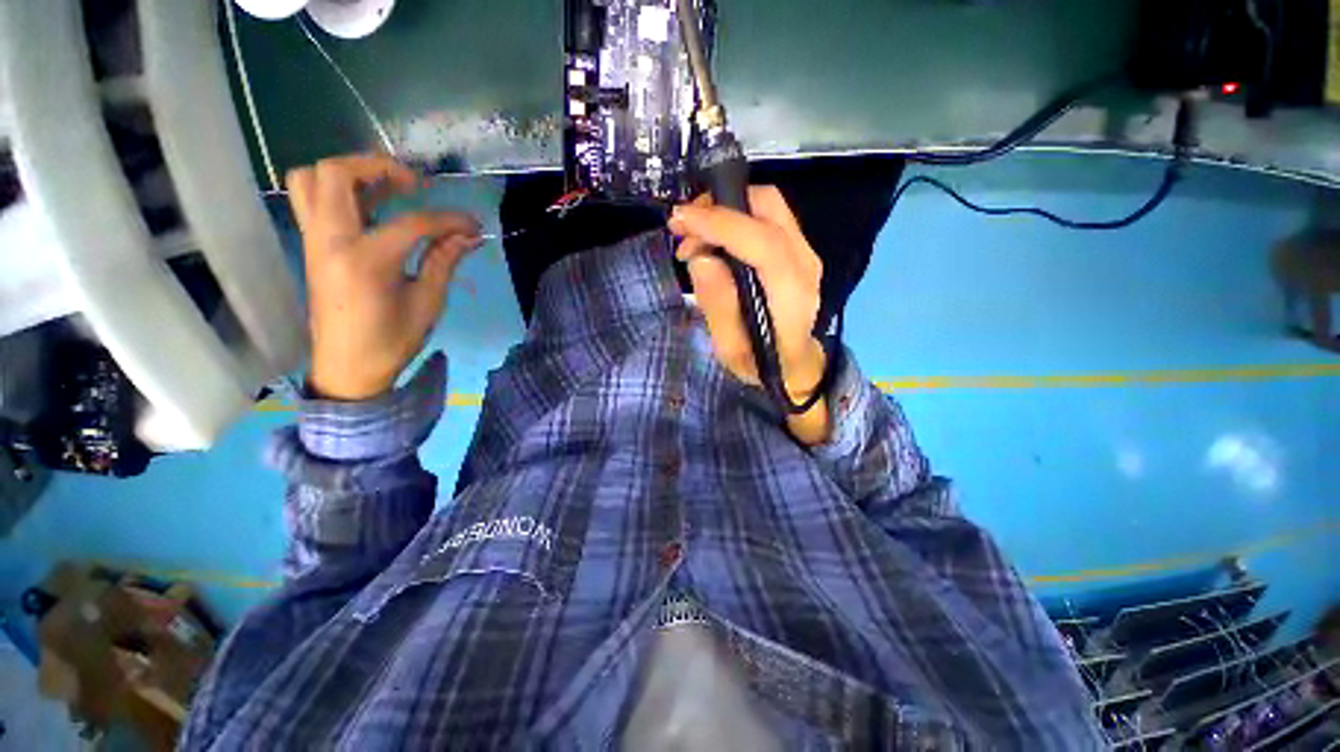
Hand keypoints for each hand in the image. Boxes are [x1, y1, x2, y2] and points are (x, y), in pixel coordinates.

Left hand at [287, 154, 481, 400]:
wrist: (347, 367)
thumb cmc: (391, 340)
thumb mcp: (427, 303)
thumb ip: (444, 261)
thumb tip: (469, 236)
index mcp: (365, 261)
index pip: (413, 222)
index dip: (449, 220)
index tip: (473, 225)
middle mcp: (330, 240)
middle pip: (337, 174)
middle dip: (379, 167)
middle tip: (415, 185)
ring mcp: (315, 240)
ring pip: (311, 179)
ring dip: (350, 172)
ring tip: (388, 189)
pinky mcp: (313, 246)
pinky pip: (312, 199)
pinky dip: (339, 190)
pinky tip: (371, 206)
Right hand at [668, 187, 830, 442]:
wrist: (796, 365)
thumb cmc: (762, 364)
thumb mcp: (731, 350)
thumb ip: (718, 306)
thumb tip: (701, 258)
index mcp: (791, 293)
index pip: (763, 241)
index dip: (720, 223)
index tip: (680, 220)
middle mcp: (805, 263)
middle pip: (768, 206)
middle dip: (719, 206)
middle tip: (682, 228)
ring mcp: (805, 252)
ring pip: (767, 205)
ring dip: (724, 210)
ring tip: (692, 240)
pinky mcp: (796, 249)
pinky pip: (765, 217)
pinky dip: (733, 219)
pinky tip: (711, 242)